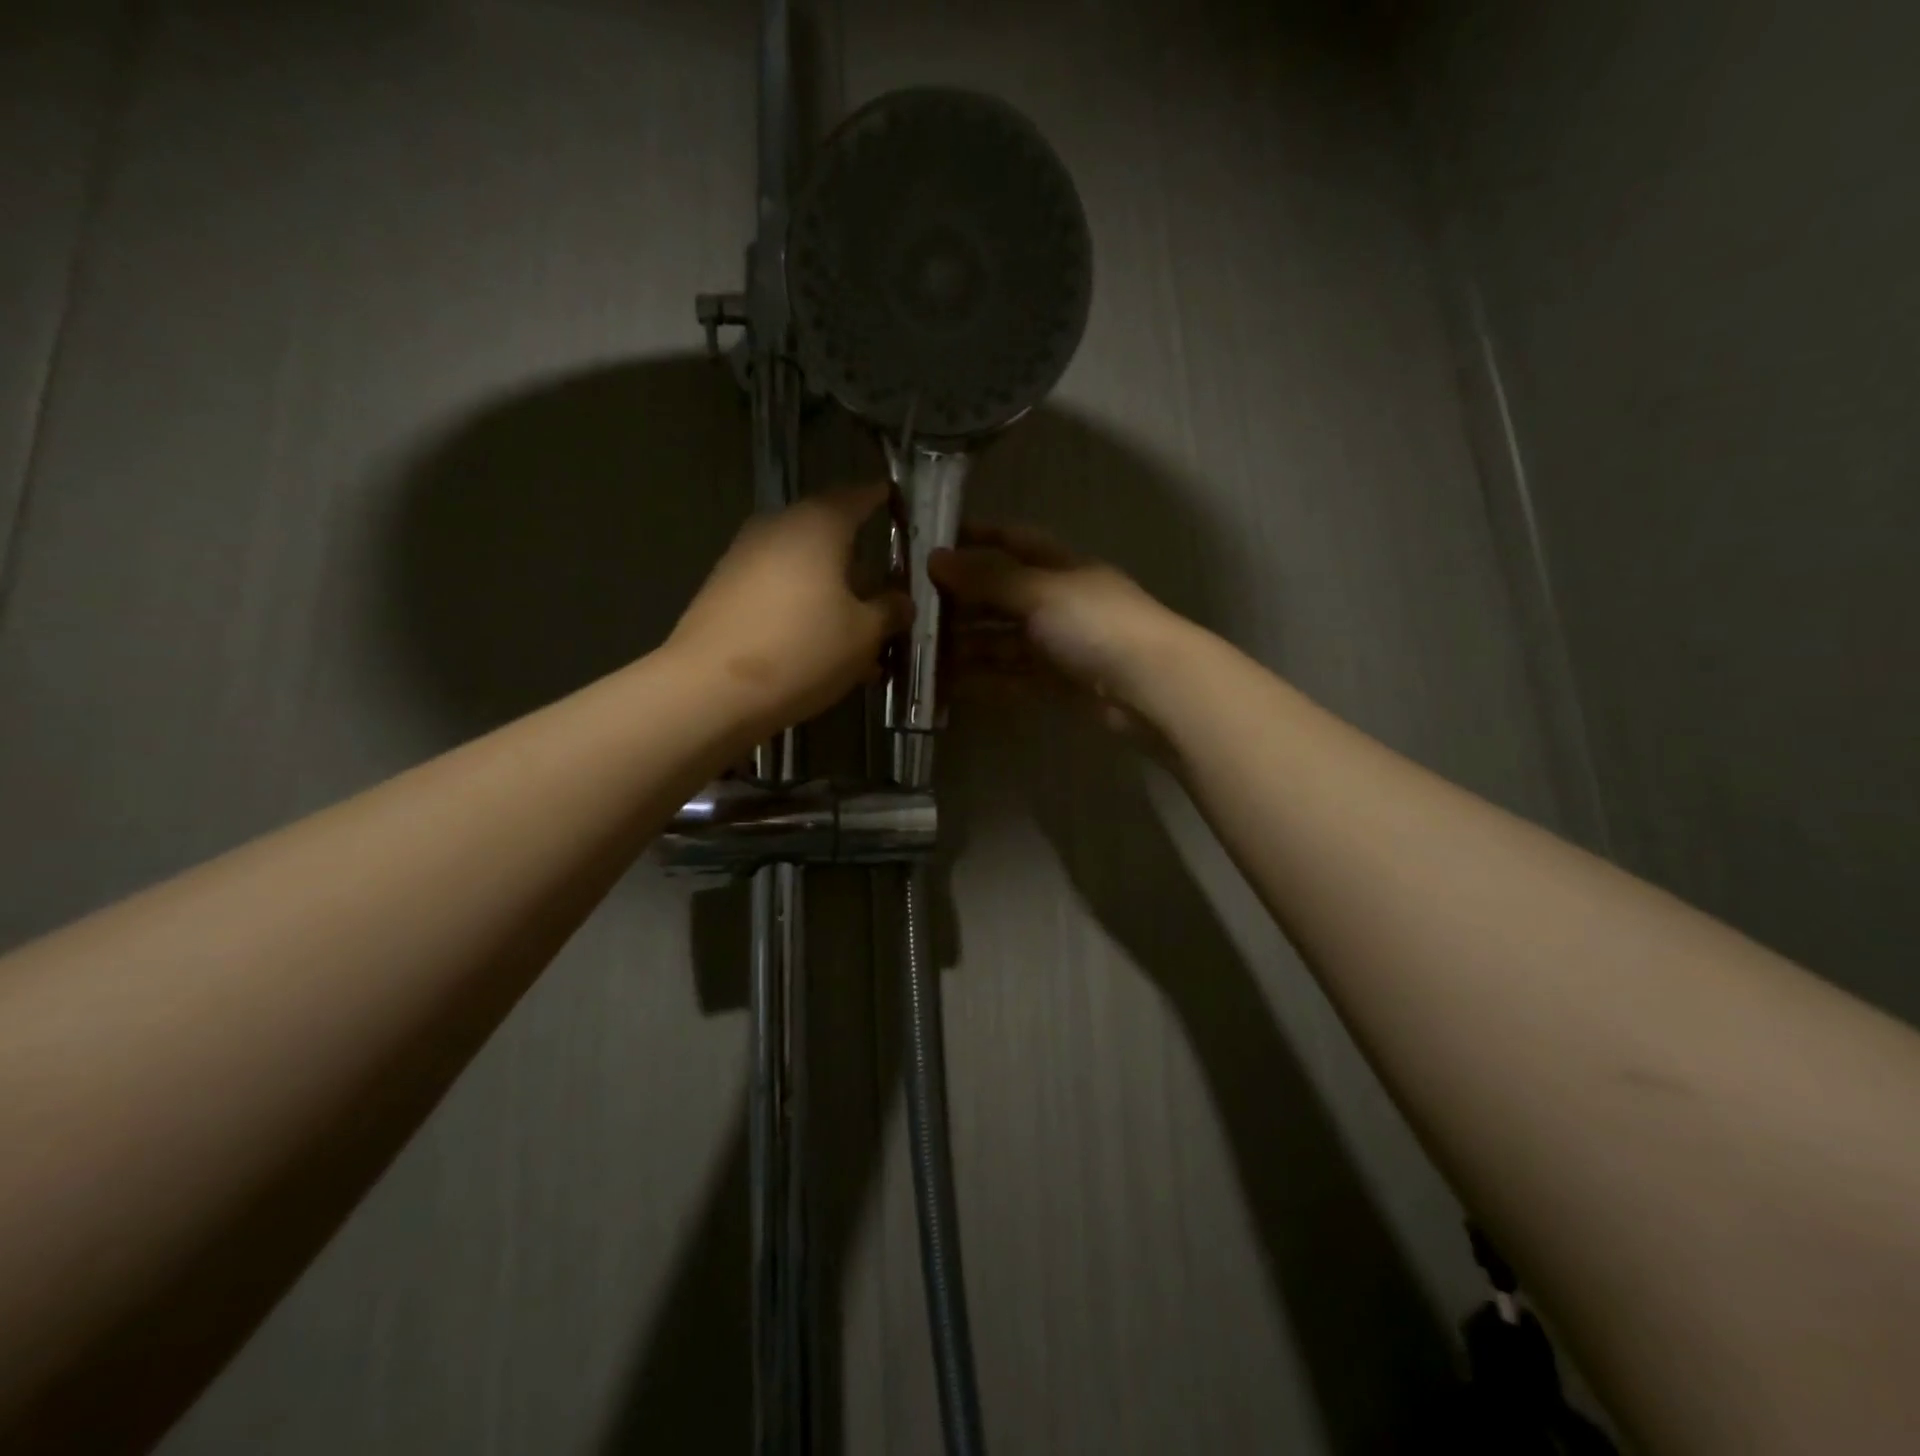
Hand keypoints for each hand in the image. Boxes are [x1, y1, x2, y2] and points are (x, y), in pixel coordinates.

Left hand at [667, 484, 910, 737]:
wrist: (709, 690)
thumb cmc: (802, 649)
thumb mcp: (864, 635)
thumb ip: (889, 611)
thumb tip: (901, 601)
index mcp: (817, 524)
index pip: (858, 497)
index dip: (881, 499)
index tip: (898, 504)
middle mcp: (777, 528)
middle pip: (828, 534)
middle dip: (859, 561)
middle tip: (885, 590)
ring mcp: (744, 558)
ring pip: (802, 568)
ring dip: (832, 593)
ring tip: (857, 634)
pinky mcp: (723, 592)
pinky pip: (777, 590)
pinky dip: (803, 609)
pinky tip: (819, 647)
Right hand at [929, 523, 1186, 733]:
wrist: (1150, 686)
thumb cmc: (1096, 623)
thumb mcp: (1040, 591)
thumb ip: (988, 577)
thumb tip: (935, 558)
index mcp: (1060, 567)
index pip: (1013, 541)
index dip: (976, 538)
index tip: (933, 544)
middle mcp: (1057, 602)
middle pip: (1000, 596)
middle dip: (960, 601)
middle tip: (911, 610)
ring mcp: (1057, 645)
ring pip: (1001, 640)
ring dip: (965, 645)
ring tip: (920, 653)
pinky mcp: (1056, 684)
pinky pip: (1010, 676)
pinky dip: (982, 679)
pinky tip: (948, 685)